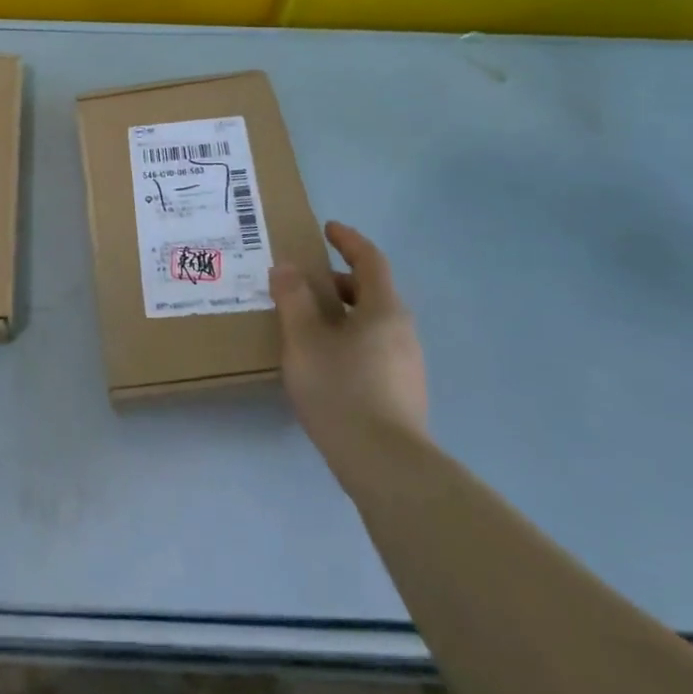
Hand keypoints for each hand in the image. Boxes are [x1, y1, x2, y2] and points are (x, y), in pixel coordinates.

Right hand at [270, 221, 427, 450]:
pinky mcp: (402, 392)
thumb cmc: (341, 390)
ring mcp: (406, 364)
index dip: (348, 240)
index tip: (327, 228)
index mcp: (383, 310)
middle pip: (372, 292)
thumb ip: (293, 300)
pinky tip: (324, 362)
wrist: (386, 465)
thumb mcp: (304, 340)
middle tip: (304, 282)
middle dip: (339, 281)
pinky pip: (373, 348)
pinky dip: (348, 339)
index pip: (370, 260)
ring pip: (372, 323)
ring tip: (307, 324)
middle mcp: (402, 331)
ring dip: (342, 313)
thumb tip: (286, 268)